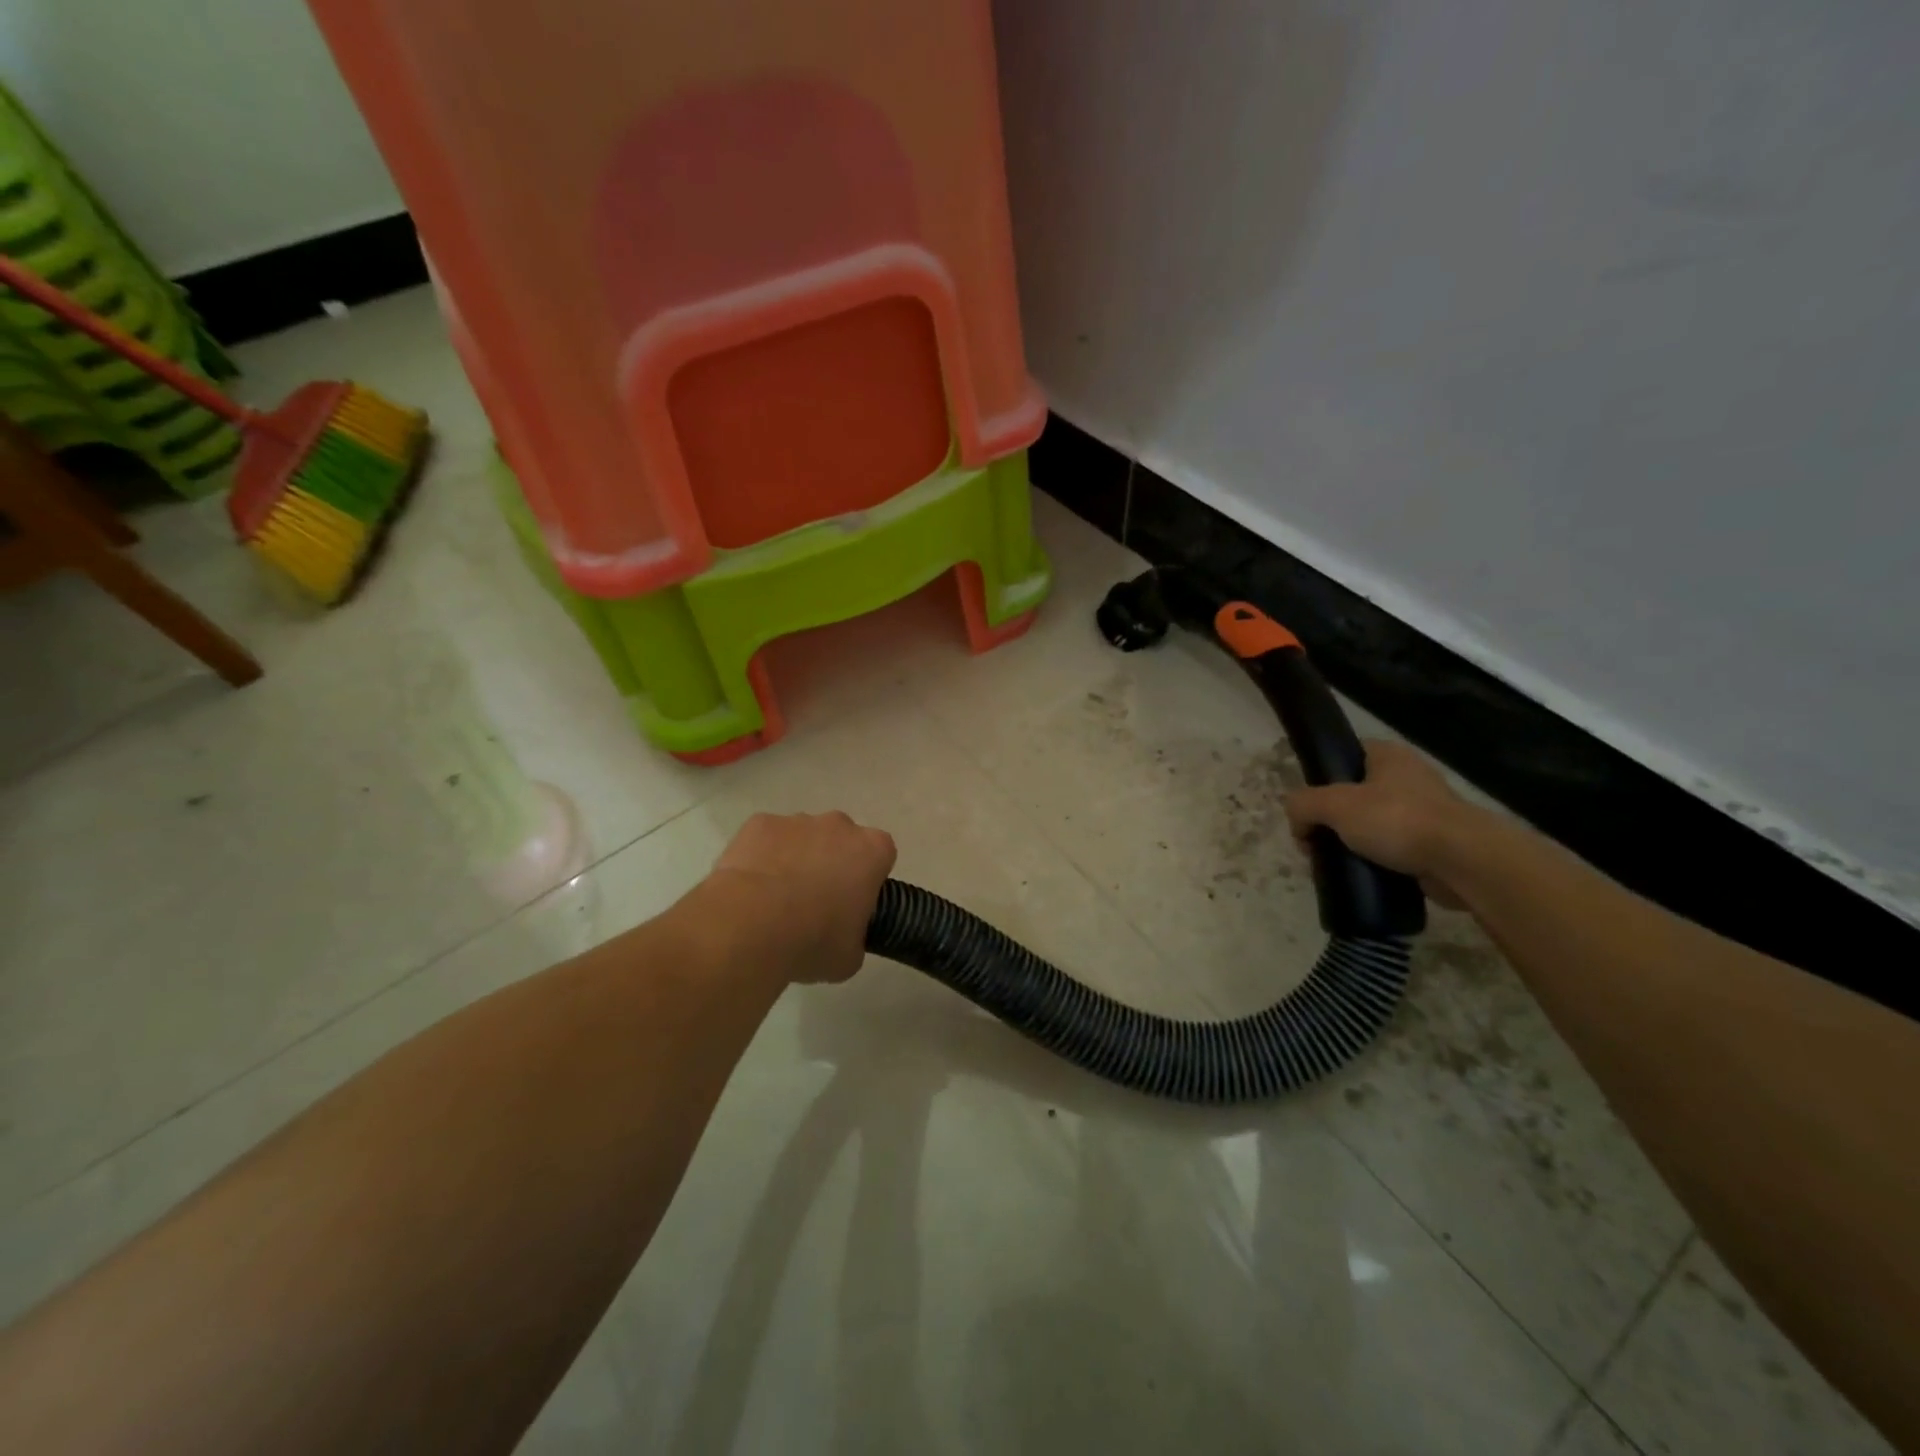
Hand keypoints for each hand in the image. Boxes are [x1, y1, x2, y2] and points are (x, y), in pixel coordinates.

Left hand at [701, 812, 897, 983]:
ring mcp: (796, 821)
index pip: (881, 856)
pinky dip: (761, 858)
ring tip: (774, 901)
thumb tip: (843, 935)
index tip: (853, 904)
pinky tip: (749, 890)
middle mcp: (839, 826)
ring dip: (795, 860)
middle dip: (832, 863)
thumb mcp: (850, 956)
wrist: (750, 926)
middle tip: (815, 903)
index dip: (867, 880)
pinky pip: (766, 839)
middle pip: (841, 840)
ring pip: (802, 838)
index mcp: (871, 851)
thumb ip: (855, 935)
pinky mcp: (759, 823)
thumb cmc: (812, 941)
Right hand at [1285, 740, 1470, 907]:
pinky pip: (1392, 850)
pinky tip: (1362, 875)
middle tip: (1316, 842)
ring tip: (1337, 863)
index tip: (1307, 808)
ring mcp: (1425, 811)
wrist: (1463, 861)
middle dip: (1330, 820)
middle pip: (1353, 795)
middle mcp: (1407, 777)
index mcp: (1387, 755)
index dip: (1320, 779)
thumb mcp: (1334, 805)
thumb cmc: (1397, 820)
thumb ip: (1303, 804)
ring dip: (1351, 843)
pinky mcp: (1434, 843)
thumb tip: (1296, 821)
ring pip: (1371, 825)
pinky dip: (1375, 862)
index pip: (1344, 756)